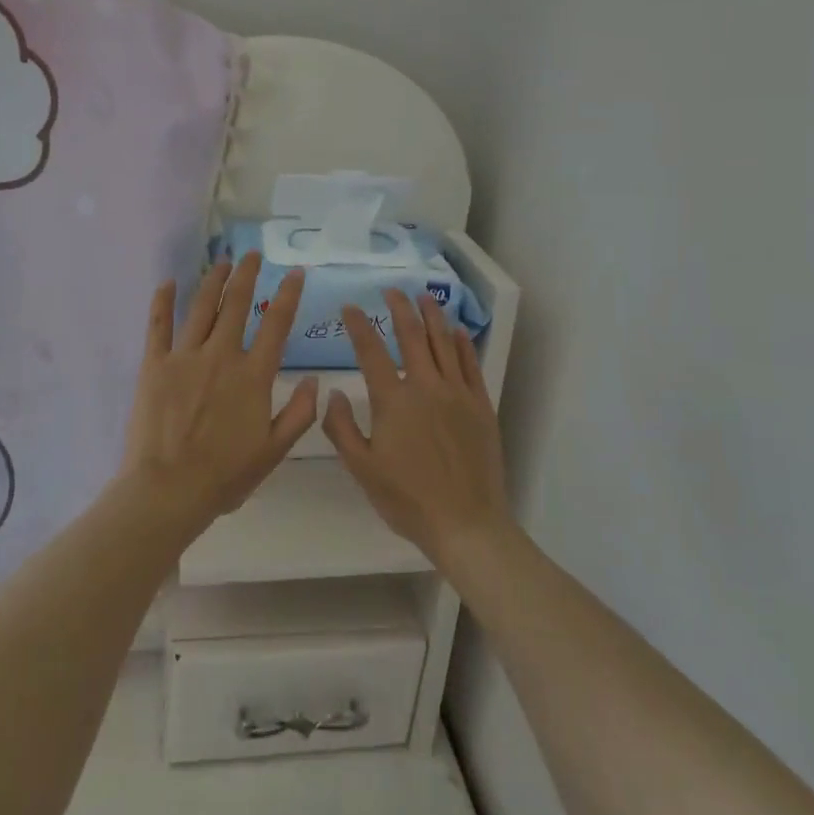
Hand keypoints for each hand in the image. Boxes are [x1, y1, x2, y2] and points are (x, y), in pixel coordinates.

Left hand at [120, 253, 319, 534]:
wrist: (168, 490)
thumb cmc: (225, 476)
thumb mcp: (274, 451)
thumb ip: (299, 414)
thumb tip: (315, 379)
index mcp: (253, 375)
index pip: (276, 324)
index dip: (289, 294)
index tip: (295, 272)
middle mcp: (221, 355)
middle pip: (237, 304)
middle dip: (247, 275)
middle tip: (252, 255)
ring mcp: (185, 356)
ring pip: (202, 306)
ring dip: (214, 280)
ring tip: (222, 261)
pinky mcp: (154, 364)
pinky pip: (158, 325)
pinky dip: (162, 301)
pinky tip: (167, 282)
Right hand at [322, 290, 514, 565]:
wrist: (466, 523)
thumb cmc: (408, 499)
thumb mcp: (362, 469)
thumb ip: (341, 428)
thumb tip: (333, 393)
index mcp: (393, 400)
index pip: (370, 350)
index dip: (358, 325)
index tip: (349, 308)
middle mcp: (426, 386)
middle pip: (411, 335)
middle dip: (399, 308)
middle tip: (392, 291)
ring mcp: (457, 393)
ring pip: (444, 342)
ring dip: (432, 316)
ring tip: (424, 298)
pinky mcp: (480, 404)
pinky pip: (471, 364)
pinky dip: (462, 343)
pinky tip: (457, 331)